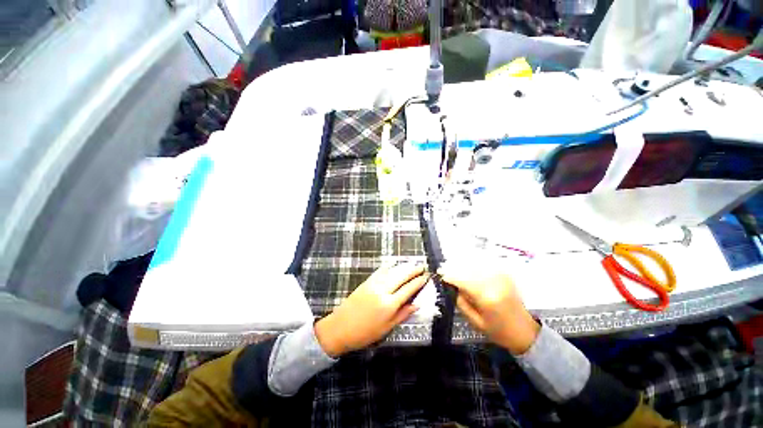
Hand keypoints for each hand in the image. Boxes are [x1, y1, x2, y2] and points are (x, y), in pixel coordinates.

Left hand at [315, 262, 427, 356]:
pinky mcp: (366, 281)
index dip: (418, 282)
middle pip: (401, 276)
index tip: (426, 277)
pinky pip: (380, 271)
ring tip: (412, 264)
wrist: (340, 327)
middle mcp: (383, 290)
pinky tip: (394, 265)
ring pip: (392, 271)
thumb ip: (402, 314)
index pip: (408, 289)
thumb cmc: (365, 333)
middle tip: (422, 266)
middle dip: (413, 270)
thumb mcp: (387, 328)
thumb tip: (417, 305)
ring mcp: (374, 284)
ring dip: (403, 267)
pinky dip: (389, 267)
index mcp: (389, 304)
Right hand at [439, 264, 539, 354]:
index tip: (440, 274)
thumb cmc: (499, 331)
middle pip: (469, 269)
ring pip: (477, 264)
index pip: (463, 280)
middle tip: (444, 268)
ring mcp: (502, 278)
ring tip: (455, 266)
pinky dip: (476, 264)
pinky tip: (469, 266)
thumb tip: (453, 287)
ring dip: (464, 264)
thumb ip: (462, 303)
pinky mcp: (506, 276)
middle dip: (455, 267)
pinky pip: (487, 264)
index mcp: (486, 298)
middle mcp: (494, 284)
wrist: (525, 332)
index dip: (450, 276)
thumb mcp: (475, 322)